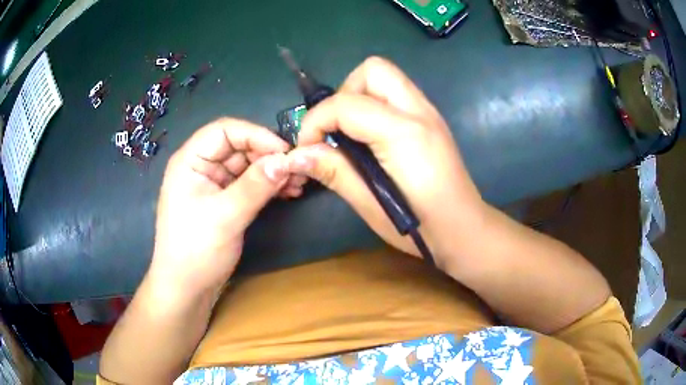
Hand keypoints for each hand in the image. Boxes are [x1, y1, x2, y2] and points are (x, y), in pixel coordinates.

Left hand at [149, 118, 304, 294]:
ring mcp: (213, 183)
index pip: (224, 130)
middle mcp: (201, 166)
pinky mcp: (224, 200)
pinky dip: (268, 186)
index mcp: (190, 160)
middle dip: (268, 156)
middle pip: (238, 146)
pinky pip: (249, 184)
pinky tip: (288, 192)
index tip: (284, 151)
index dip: (256, 135)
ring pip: (247, 165)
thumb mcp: (225, 216)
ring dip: (272, 171)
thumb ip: (255, 186)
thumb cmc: (195, 250)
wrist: (186, 288)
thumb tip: (286, 161)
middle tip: (297, 170)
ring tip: (298, 184)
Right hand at [288, 57, 484, 265]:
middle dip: (344, 94)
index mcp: (404, 133)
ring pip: (385, 76)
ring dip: (359, 96)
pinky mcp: (431, 118)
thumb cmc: (420, 227)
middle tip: (337, 131)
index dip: (315, 122)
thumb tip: (297, 155)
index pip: (346, 105)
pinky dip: (375, 104)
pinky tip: (373, 138)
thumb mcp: (371, 205)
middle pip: (373, 69)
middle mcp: (419, 111)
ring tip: (353, 134)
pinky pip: (395, 92)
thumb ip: (334, 171)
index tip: (307, 149)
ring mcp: (429, 111)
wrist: (464, 228)